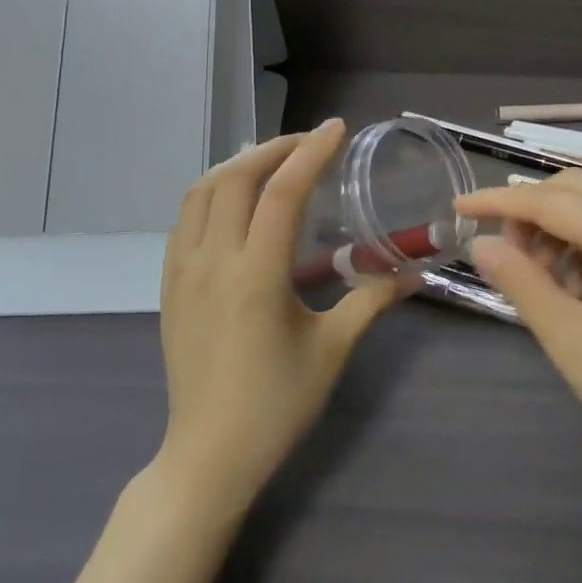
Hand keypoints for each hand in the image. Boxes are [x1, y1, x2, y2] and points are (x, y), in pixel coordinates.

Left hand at [157, 121, 407, 511]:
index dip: (310, 153)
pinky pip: (185, 219)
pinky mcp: (169, 285)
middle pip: (236, 178)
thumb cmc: (277, 404)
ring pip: (202, 192)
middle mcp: (213, 261)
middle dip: (275, 148)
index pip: (282, 193)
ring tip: (274, 160)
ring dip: (239, 164)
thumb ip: (371, 301)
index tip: (336, 128)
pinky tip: (236, 201)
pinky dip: (213, 192)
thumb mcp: (332, 350)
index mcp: (256, 275)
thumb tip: (412, 274)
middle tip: (310, 142)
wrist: (209, 453)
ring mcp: (183, 271)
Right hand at [457, 172, 581, 499]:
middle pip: (573, 191)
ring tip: (533, 283)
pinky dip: (574, 253)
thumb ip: (520, 282)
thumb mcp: (569, 337)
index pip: (548, 200)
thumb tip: (478, 243)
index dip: (497, 201)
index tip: (456, 208)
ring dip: (551, 233)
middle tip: (501, 254)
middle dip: (528, 211)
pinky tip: (564, 293)